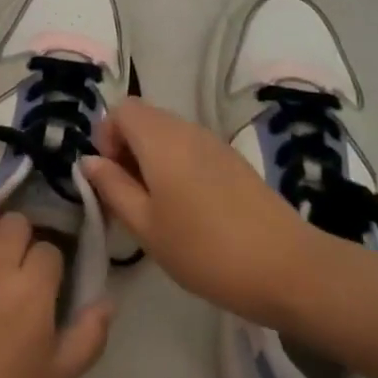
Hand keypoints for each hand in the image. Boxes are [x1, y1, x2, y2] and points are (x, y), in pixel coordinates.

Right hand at [82, 98, 308, 323]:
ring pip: (167, 135)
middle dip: (126, 150)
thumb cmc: (205, 249)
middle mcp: (187, 130)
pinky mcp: (234, 162)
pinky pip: (191, 150)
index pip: (121, 109)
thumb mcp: (146, 226)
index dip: (106, 137)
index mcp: (161, 139)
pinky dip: (176, 168)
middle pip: (144, 119)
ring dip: (151, 161)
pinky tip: (188, 212)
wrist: (288, 269)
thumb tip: (88, 161)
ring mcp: (214, 144)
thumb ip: (112, 187)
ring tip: (156, 209)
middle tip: (128, 198)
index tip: (111, 178)